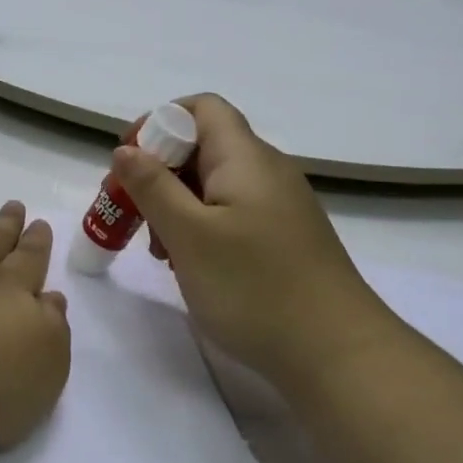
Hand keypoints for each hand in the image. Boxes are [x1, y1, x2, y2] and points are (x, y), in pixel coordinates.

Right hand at [112, 95, 398, 392]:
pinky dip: (202, 226)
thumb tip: (126, 149)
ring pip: (215, 184)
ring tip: (158, 247)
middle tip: (131, 212)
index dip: (159, 122)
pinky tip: (190, 264)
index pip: (201, 108)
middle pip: (204, 146)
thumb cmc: (254, 287)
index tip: (129, 162)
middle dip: (159, 171)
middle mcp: (267, 171)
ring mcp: (280, 206)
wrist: (337, 354)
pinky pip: (232, 213)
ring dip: (177, 204)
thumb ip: (153, 186)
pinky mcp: (284, 238)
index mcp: (245, 158)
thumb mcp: (189, 234)